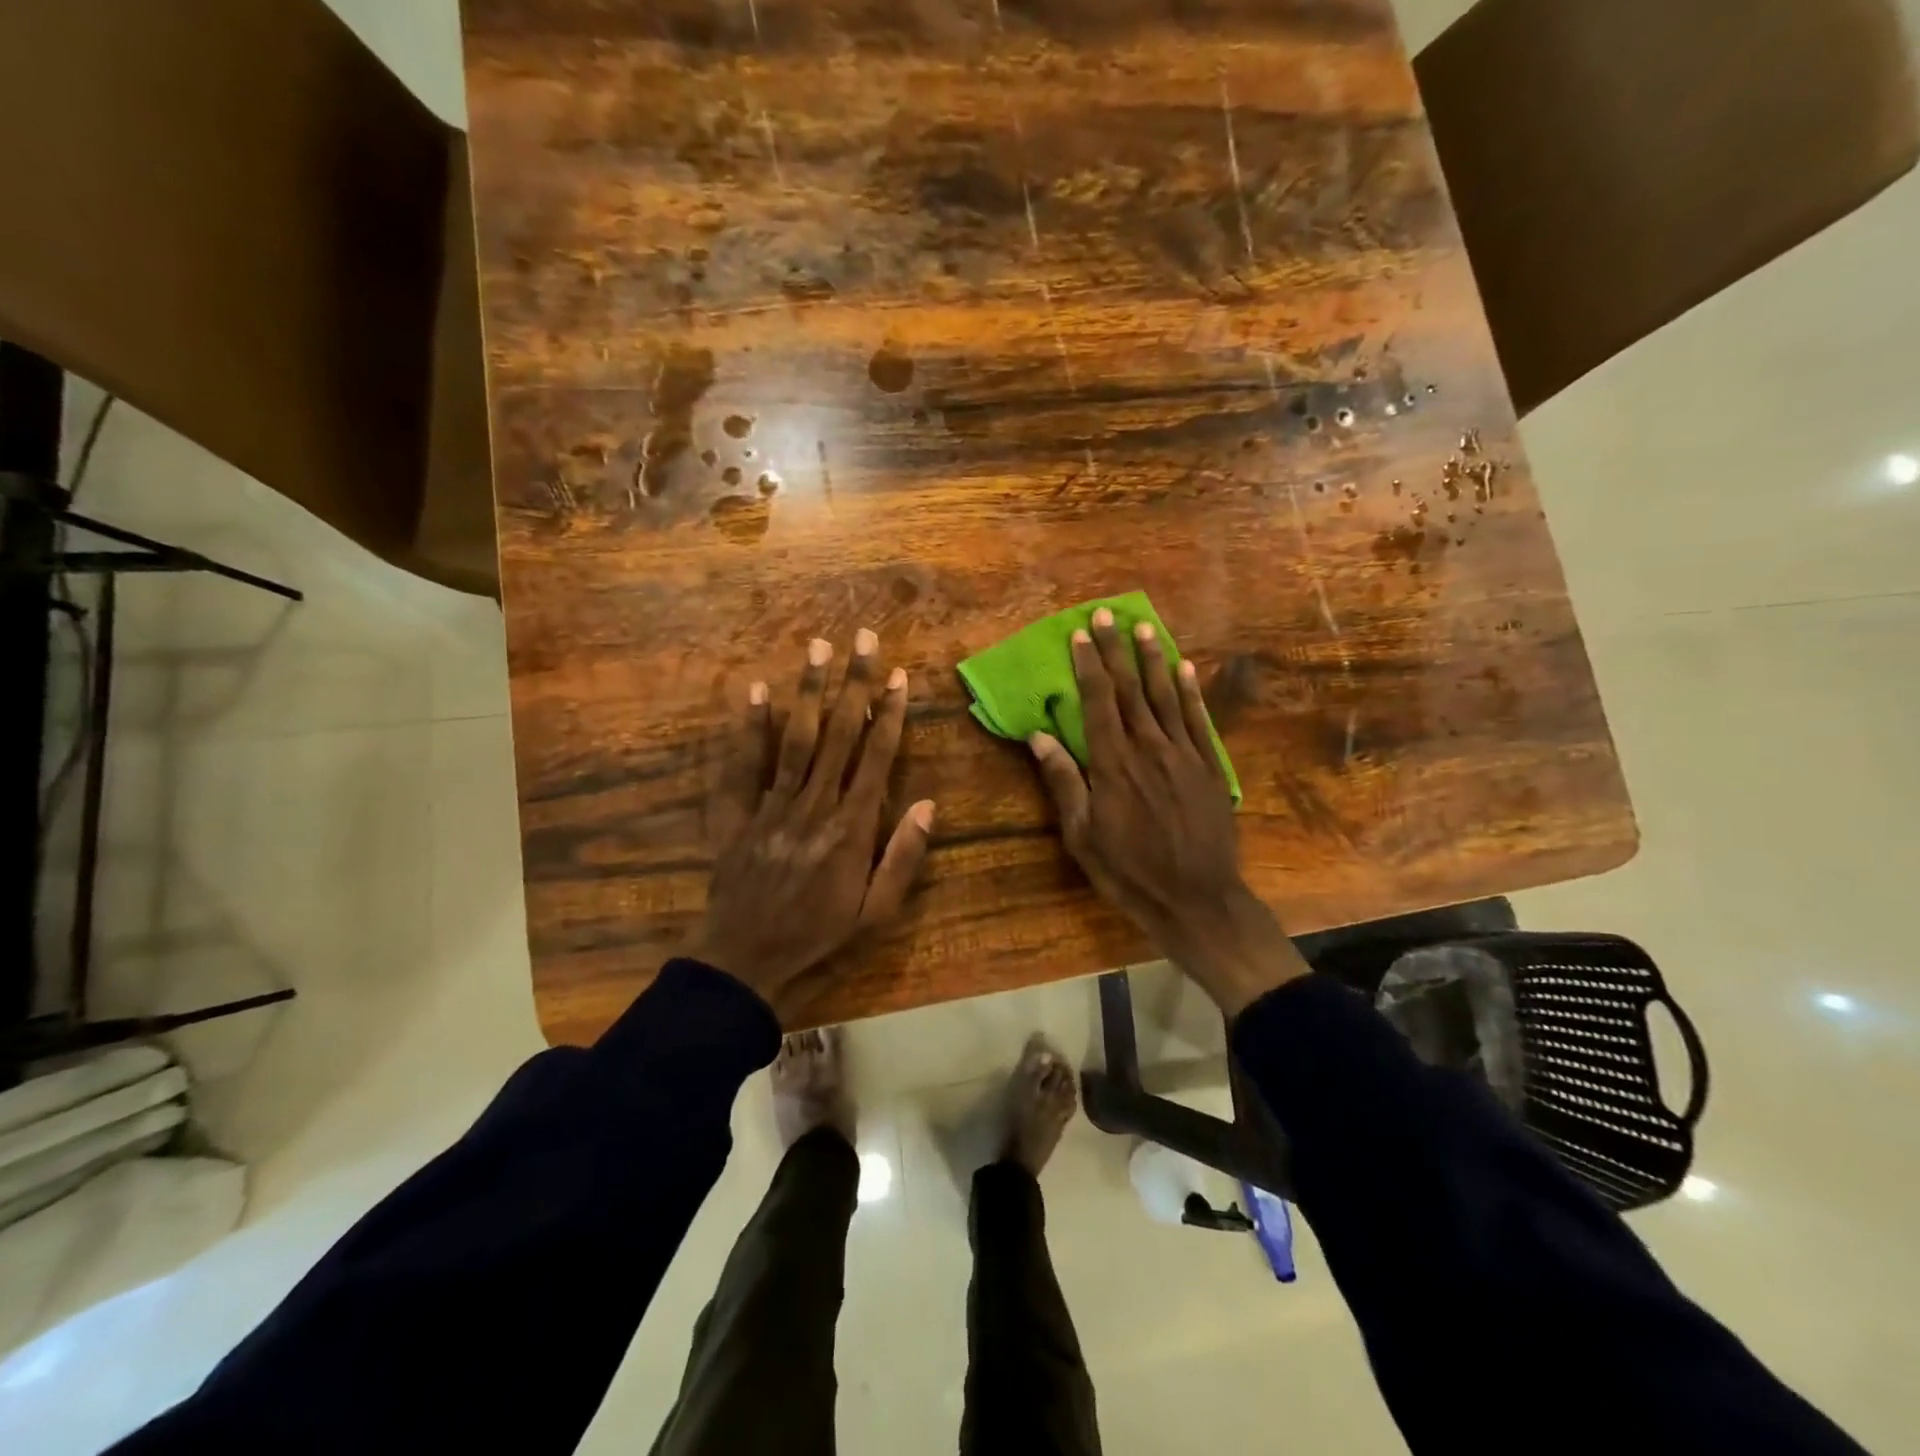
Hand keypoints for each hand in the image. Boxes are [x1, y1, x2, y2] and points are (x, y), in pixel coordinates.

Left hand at [689, 630, 934, 1024]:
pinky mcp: (738, 814)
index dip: (889, 713)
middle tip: (863, 638)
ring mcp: (772, 806)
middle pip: (839, 734)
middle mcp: (814, 805)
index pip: (876, 757)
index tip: (898, 676)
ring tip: (818, 648)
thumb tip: (927, 805)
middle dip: (854, 683)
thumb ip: (902, 858)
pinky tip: (756, 691)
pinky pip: (743, 765)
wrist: (745, 960)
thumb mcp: (876, 913)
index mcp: (852, 828)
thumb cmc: (819, 936)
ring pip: (796, 738)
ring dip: (809, 691)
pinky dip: (749, 727)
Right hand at [1027, 609, 1307, 1016]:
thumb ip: (1063, 782)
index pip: (1098, 703)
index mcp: (1113, 765)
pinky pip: (1198, 720)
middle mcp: (1149, 749)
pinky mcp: (1209, 768)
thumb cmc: (1129, 872)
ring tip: (1143, 628)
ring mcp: (1184, 755)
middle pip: (1130, 690)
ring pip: (1165, 697)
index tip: (1079, 636)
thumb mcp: (1082, 835)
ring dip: (1153, 660)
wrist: (1196, 899)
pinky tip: (1185, 668)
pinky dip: (1190, 692)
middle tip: (1106, 616)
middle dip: (1115, 650)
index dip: (1087, 666)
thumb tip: (1039, 736)